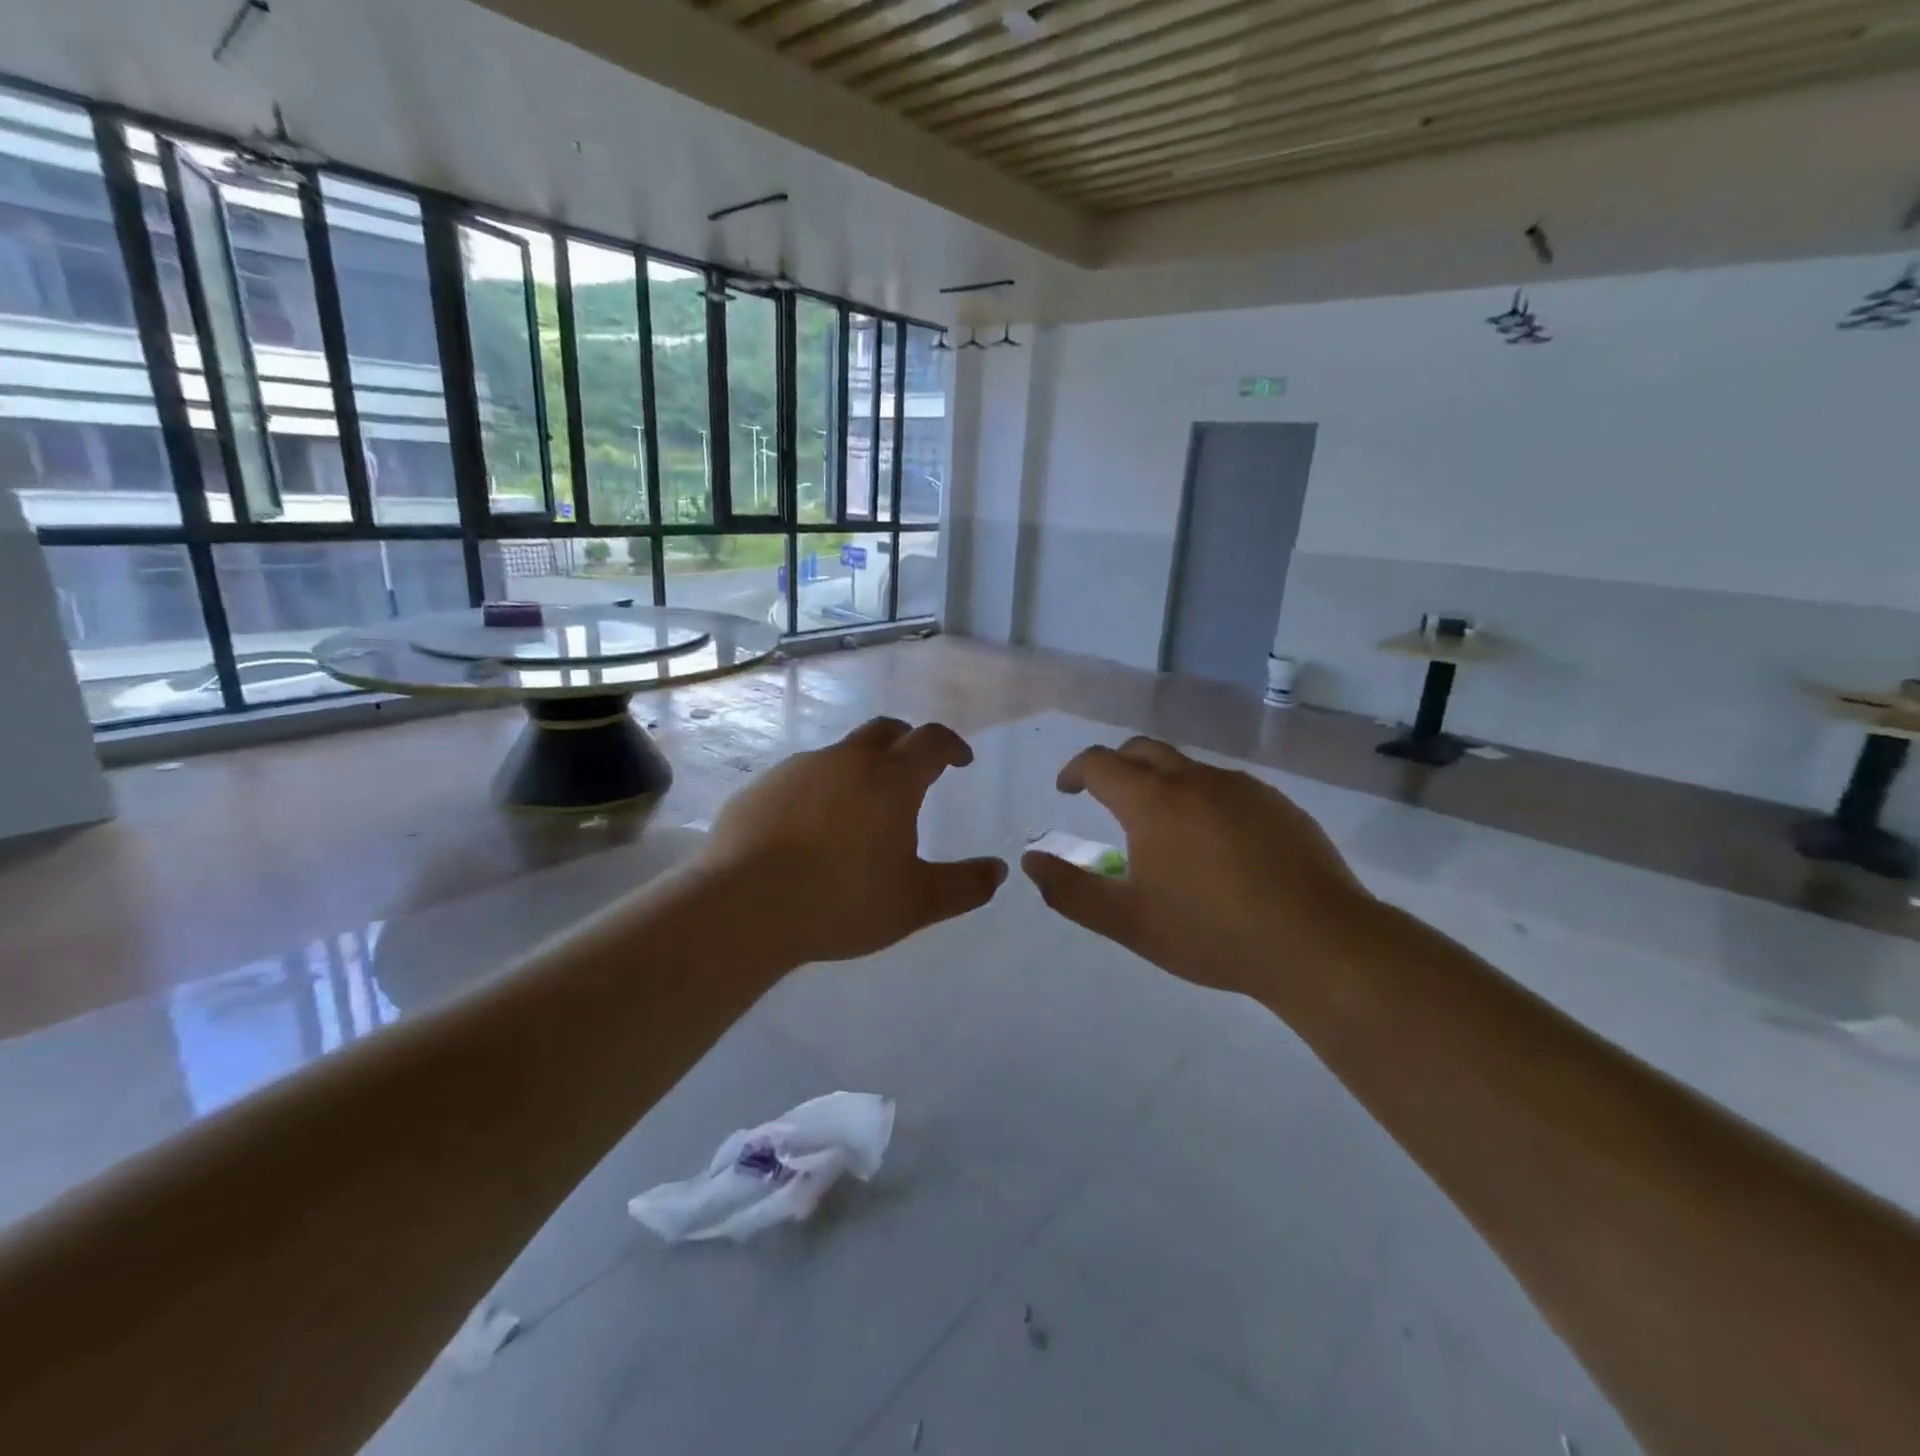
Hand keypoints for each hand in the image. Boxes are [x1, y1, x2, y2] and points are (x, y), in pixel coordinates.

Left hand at [698, 717, 1007, 966]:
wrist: (743, 908)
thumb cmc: (841, 901)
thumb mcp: (915, 903)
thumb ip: (964, 886)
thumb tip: (998, 871)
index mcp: (890, 779)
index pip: (931, 740)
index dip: (951, 745)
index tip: (960, 761)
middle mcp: (845, 760)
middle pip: (885, 731)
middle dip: (906, 743)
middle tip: (914, 771)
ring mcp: (797, 769)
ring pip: (840, 754)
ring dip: (859, 769)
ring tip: (859, 810)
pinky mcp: (760, 787)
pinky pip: (801, 778)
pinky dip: (819, 791)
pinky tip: (810, 830)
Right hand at [1021, 737, 1370, 997]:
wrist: (1317, 943)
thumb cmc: (1211, 933)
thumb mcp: (1128, 922)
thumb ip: (1071, 891)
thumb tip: (1030, 861)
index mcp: (1152, 802)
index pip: (1099, 763)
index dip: (1075, 771)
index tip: (1066, 789)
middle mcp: (1194, 780)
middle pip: (1142, 750)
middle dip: (1115, 764)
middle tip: (1105, 794)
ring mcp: (1241, 788)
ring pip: (1186, 767)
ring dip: (1161, 781)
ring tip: (1160, 824)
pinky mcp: (1277, 803)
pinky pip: (1225, 787)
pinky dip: (1202, 798)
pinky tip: (1215, 842)